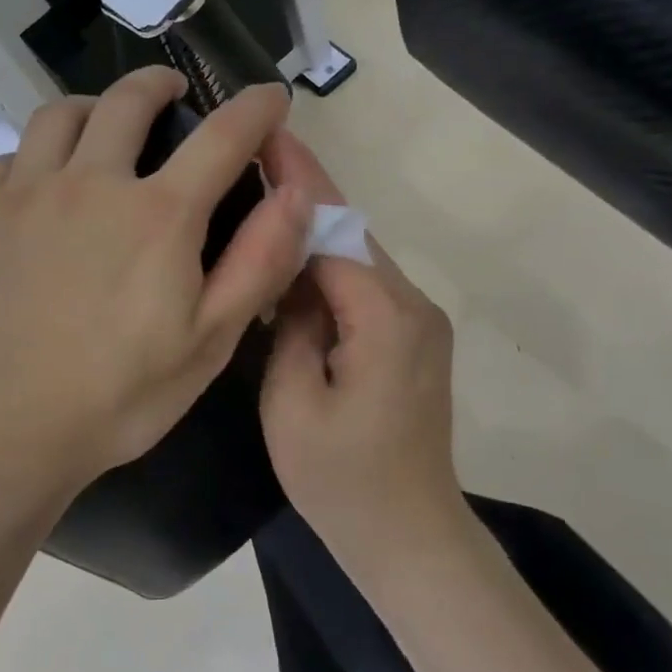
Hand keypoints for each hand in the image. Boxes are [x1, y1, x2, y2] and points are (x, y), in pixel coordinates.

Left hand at [0, 67, 311, 502]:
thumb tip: (296, 193)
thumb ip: (259, 261)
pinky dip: (39, 155)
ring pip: (59, 115)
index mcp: (157, 214)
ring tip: (104, 128)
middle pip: (128, 101)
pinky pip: (11, 158)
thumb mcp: (209, 342)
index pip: (222, 136)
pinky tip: (43, 186)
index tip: (270, 94)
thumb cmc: (117, 397)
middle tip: (173, 91)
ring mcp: (24, 193)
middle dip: (160, 84)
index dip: (255, 108)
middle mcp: (90, 183)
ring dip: (93, 109)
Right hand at [260, 131, 463, 564]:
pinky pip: (365, 284)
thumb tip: (292, 279)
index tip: (268, 134)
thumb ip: (288, 326)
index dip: (299, 181)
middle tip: (253, 155)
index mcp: (384, 318)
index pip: (335, 230)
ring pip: (358, 255)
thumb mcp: (291, 405)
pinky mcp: (413, 339)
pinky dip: (327, 264)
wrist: (410, 536)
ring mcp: (419, 322)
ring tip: (263, 193)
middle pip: (351, 233)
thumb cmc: (343, 482)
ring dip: (313, 227)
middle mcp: (412, 306)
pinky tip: (290, 257)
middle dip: (304, 192)